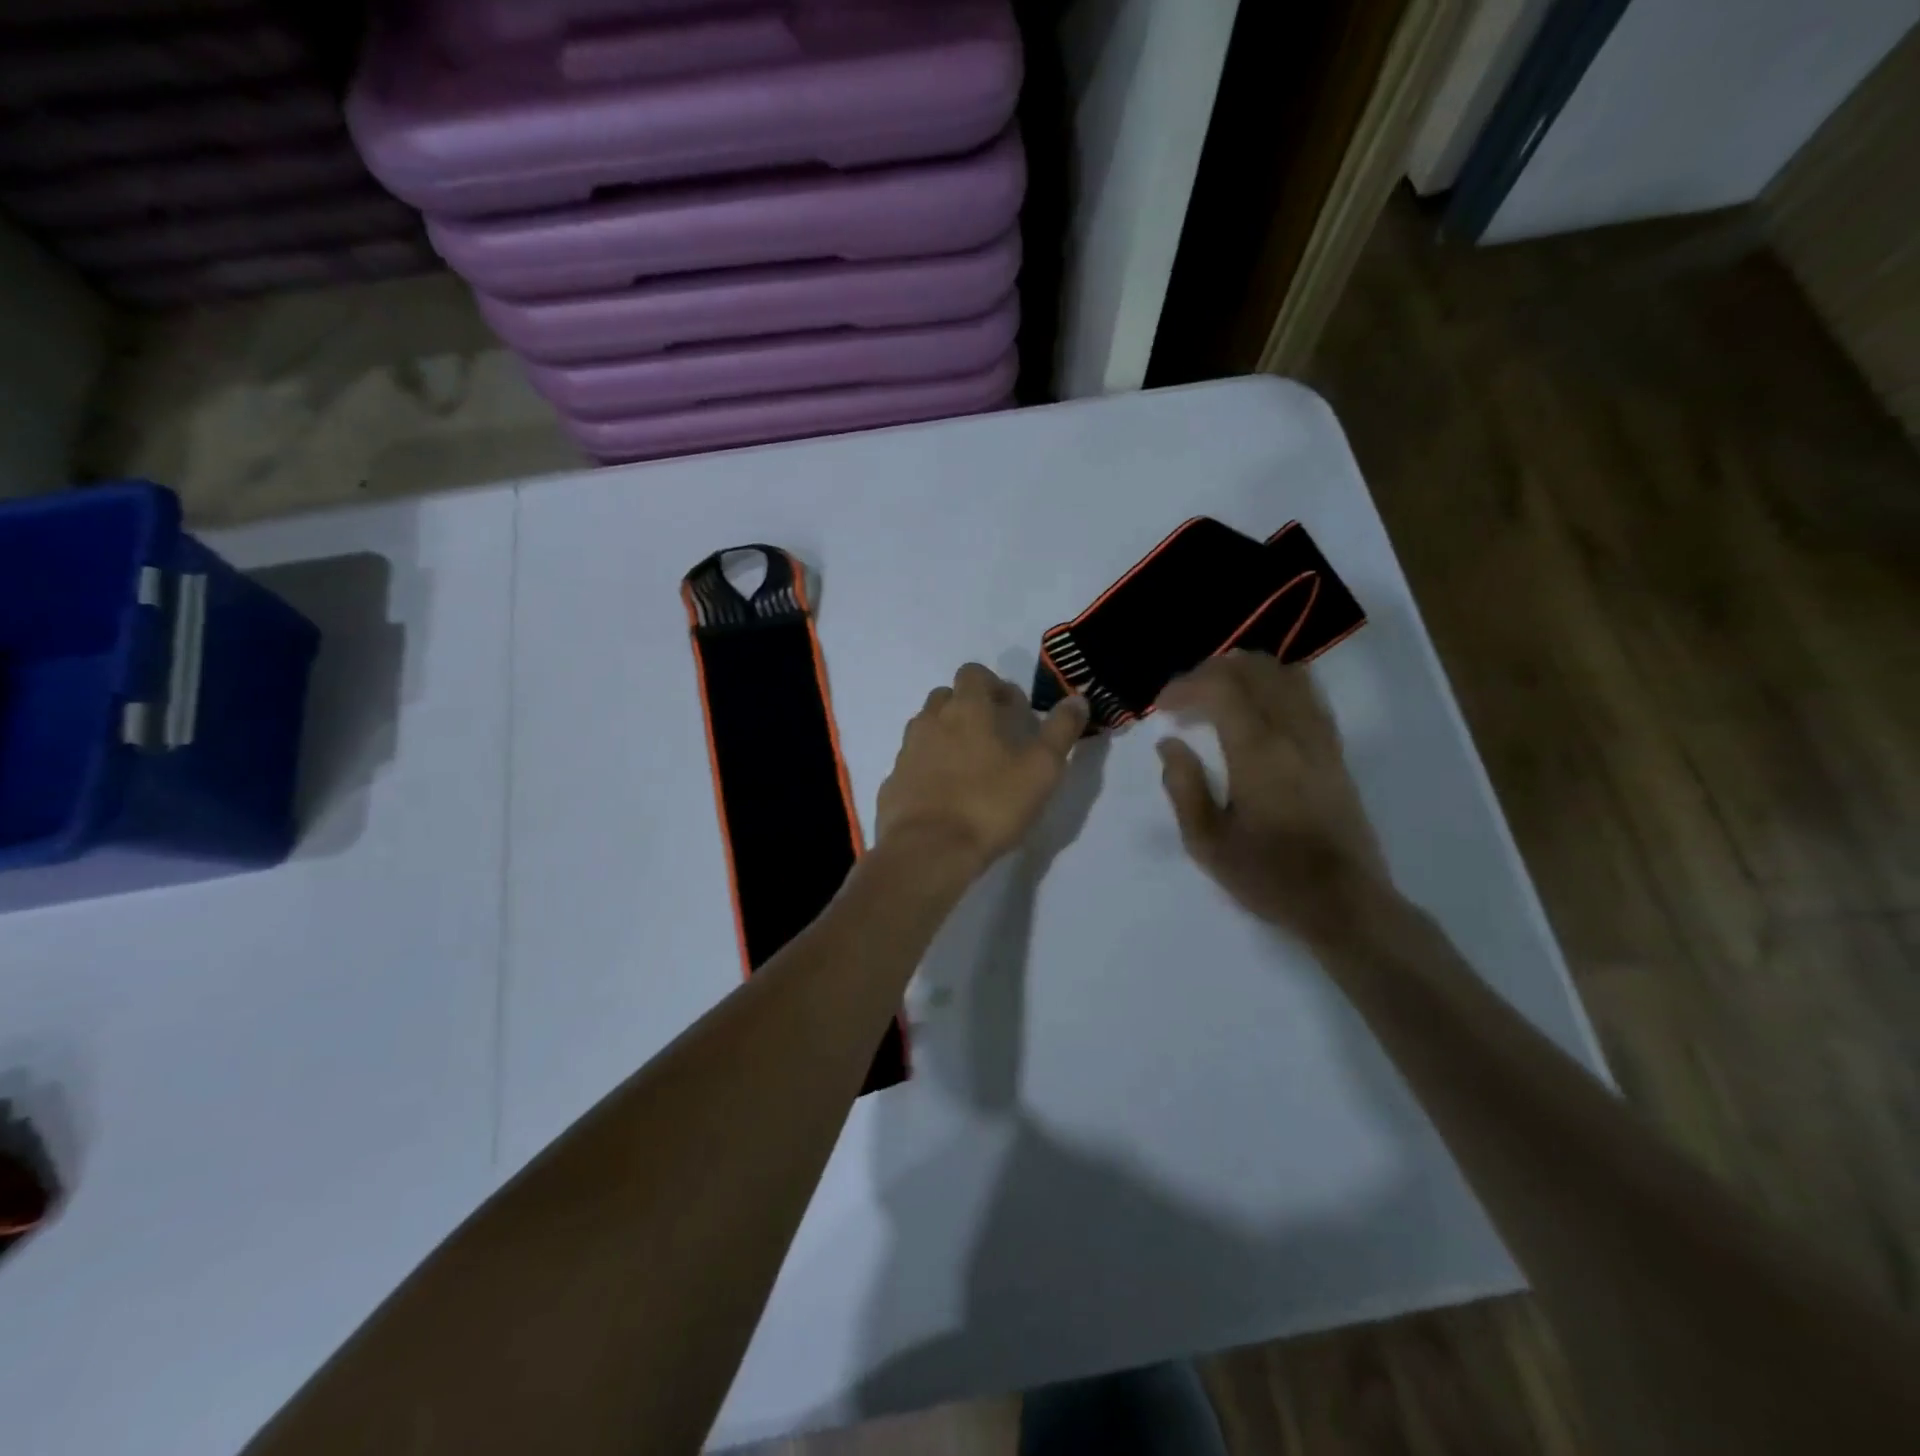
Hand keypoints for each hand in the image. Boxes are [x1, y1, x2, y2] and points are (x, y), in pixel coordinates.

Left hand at [876, 663, 1089, 872]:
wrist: (928, 851)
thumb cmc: (991, 803)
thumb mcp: (1042, 769)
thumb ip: (1061, 730)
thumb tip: (1077, 699)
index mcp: (966, 708)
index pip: (973, 673)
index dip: (995, 686)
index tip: (1013, 713)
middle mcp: (930, 720)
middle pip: (947, 698)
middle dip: (969, 709)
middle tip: (994, 740)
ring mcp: (906, 751)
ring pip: (927, 729)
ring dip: (947, 737)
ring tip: (971, 769)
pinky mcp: (892, 782)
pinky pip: (913, 763)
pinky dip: (929, 769)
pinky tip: (946, 797)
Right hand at [1155, 652, 1390, 939]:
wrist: (1343, 902)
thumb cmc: (1268, 876)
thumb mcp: (1207, 842)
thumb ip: (1183, 786)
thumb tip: (1170, 744)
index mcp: (1258, 752)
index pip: (1221, 688)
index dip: (1185, 686)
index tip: (1162, 706)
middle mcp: (1293, 732)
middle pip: (1254, 669)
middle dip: (1211, 671)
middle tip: (1184, 696)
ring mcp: (1320, 737)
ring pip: (1285, 673)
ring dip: (1246, 672)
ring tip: (1217, 693)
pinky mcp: (1334, 750)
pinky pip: (1307, 693)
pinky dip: (1276, 684)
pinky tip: (1258, 706)